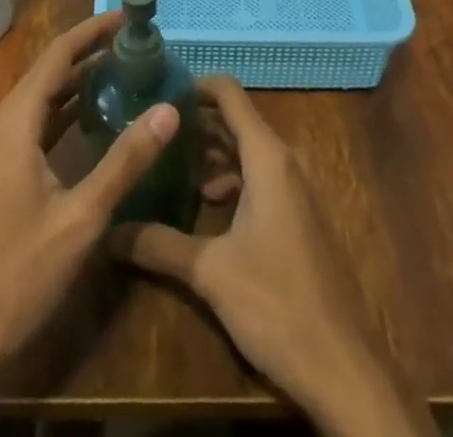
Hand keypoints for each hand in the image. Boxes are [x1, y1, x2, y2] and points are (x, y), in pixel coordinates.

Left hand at [0, 12, 180, 436]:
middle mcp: (1, 124)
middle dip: (90, 52)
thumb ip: (125, 161)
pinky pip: (35, 123)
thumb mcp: (81, 219)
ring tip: (123, 70)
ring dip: (78, 81)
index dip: (93, 31)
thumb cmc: (17, 275)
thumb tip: (168, 109)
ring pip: (41, 97)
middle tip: (136, 45)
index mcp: (15, 122)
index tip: (129, 17)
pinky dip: (65, 111)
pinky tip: (94, 118)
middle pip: (49, 71)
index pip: (58, 55)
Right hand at [111, 76, 435, 436]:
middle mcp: (285, 160)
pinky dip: (231, 181)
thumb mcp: (210, 272)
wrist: (343, 367)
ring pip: (248, 152)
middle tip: (152, 131)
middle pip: (236, 121)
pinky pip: (261, 178)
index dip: (193, 86)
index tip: (157, 93)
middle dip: (195, 123)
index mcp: (268, 156)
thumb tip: (109, 231)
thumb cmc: (277, 303)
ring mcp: (298, 188)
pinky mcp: (301, 216)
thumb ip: (159, 244)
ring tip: (168, 167)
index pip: (229, 93)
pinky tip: (204, 209)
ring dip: (211, 155)